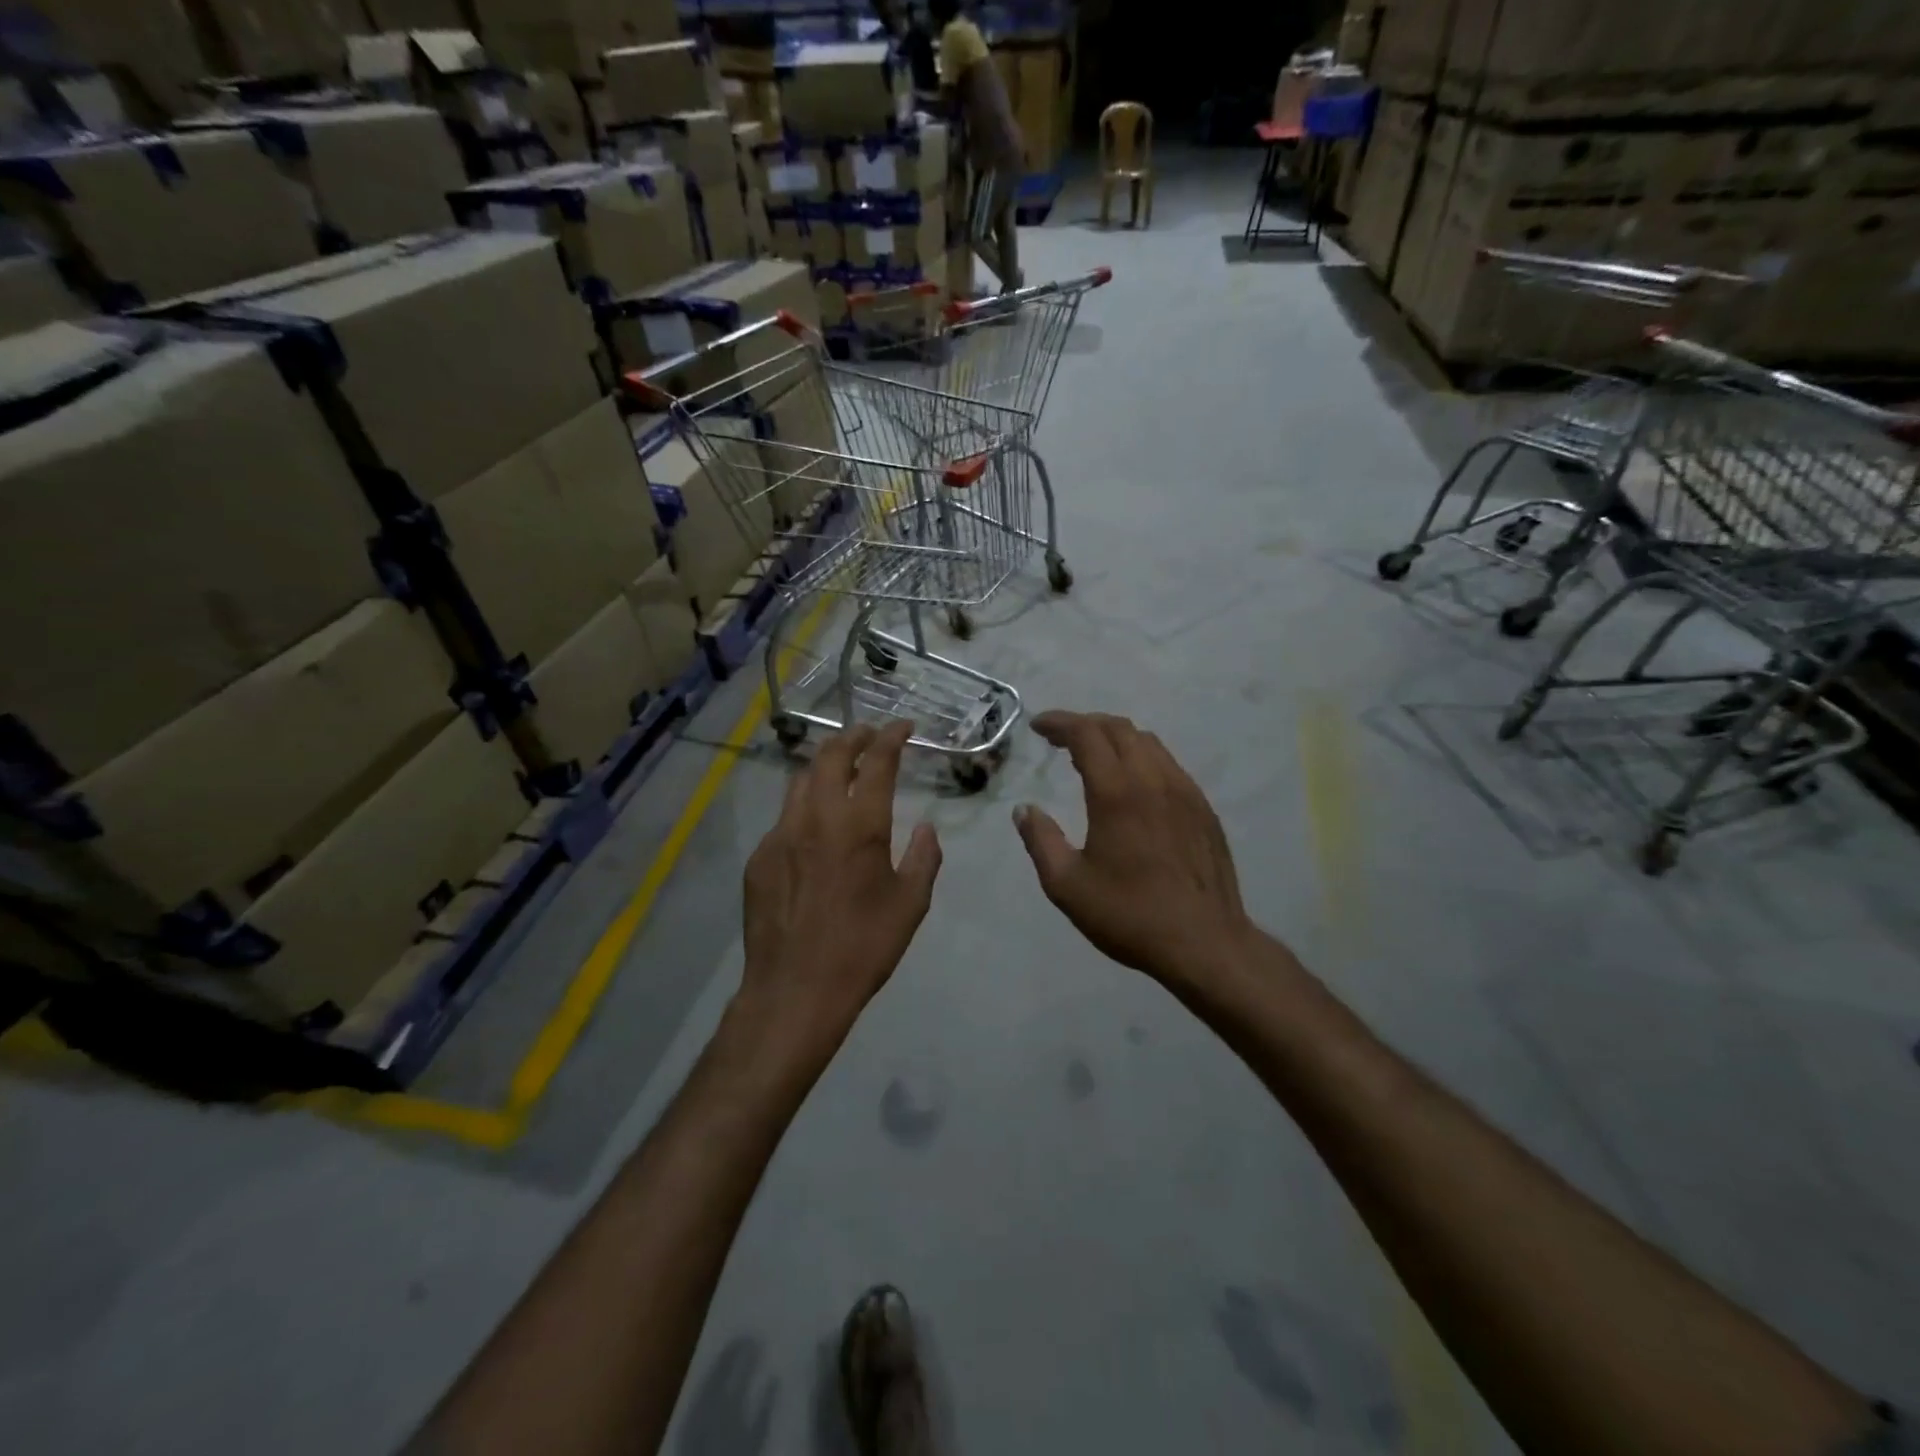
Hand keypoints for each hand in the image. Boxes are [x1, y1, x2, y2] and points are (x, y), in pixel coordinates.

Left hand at [739, 722, 941, 1048]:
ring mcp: (781, 834)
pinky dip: (804, 807)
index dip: (892, 737)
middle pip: (831, 755)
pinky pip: (783, 818)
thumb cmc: (863, 947)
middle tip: (869, 735)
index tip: (903, 726)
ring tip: (839, 768)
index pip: (877, 762)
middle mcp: (817, 817)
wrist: (796, 989)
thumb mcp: (910, 905)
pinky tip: (812, 829)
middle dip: (853, 736)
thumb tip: (927, 829)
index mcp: (860, 825)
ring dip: (824, 765)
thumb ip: (923, 858)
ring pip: (800, 780)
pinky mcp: (759, 857)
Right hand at [1014, 712, 1259, 992]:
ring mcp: (1185, 792)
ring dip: (1116, 738)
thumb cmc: (1130, 914)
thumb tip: (1025, 810)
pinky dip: (1142, 758)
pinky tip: (1134, 784)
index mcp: (1117, 793)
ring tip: (1094, 756)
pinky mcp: (1204, 809)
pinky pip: (1169, 765)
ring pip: (1149, 742)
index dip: (1059, 722)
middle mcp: (1154, 780)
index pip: (1087, 734)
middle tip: (1060, 739)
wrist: (1204, 942)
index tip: (1038, 726)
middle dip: (1085, 724)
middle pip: (1119, 728)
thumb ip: (1040, 841)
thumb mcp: (1067, 885)